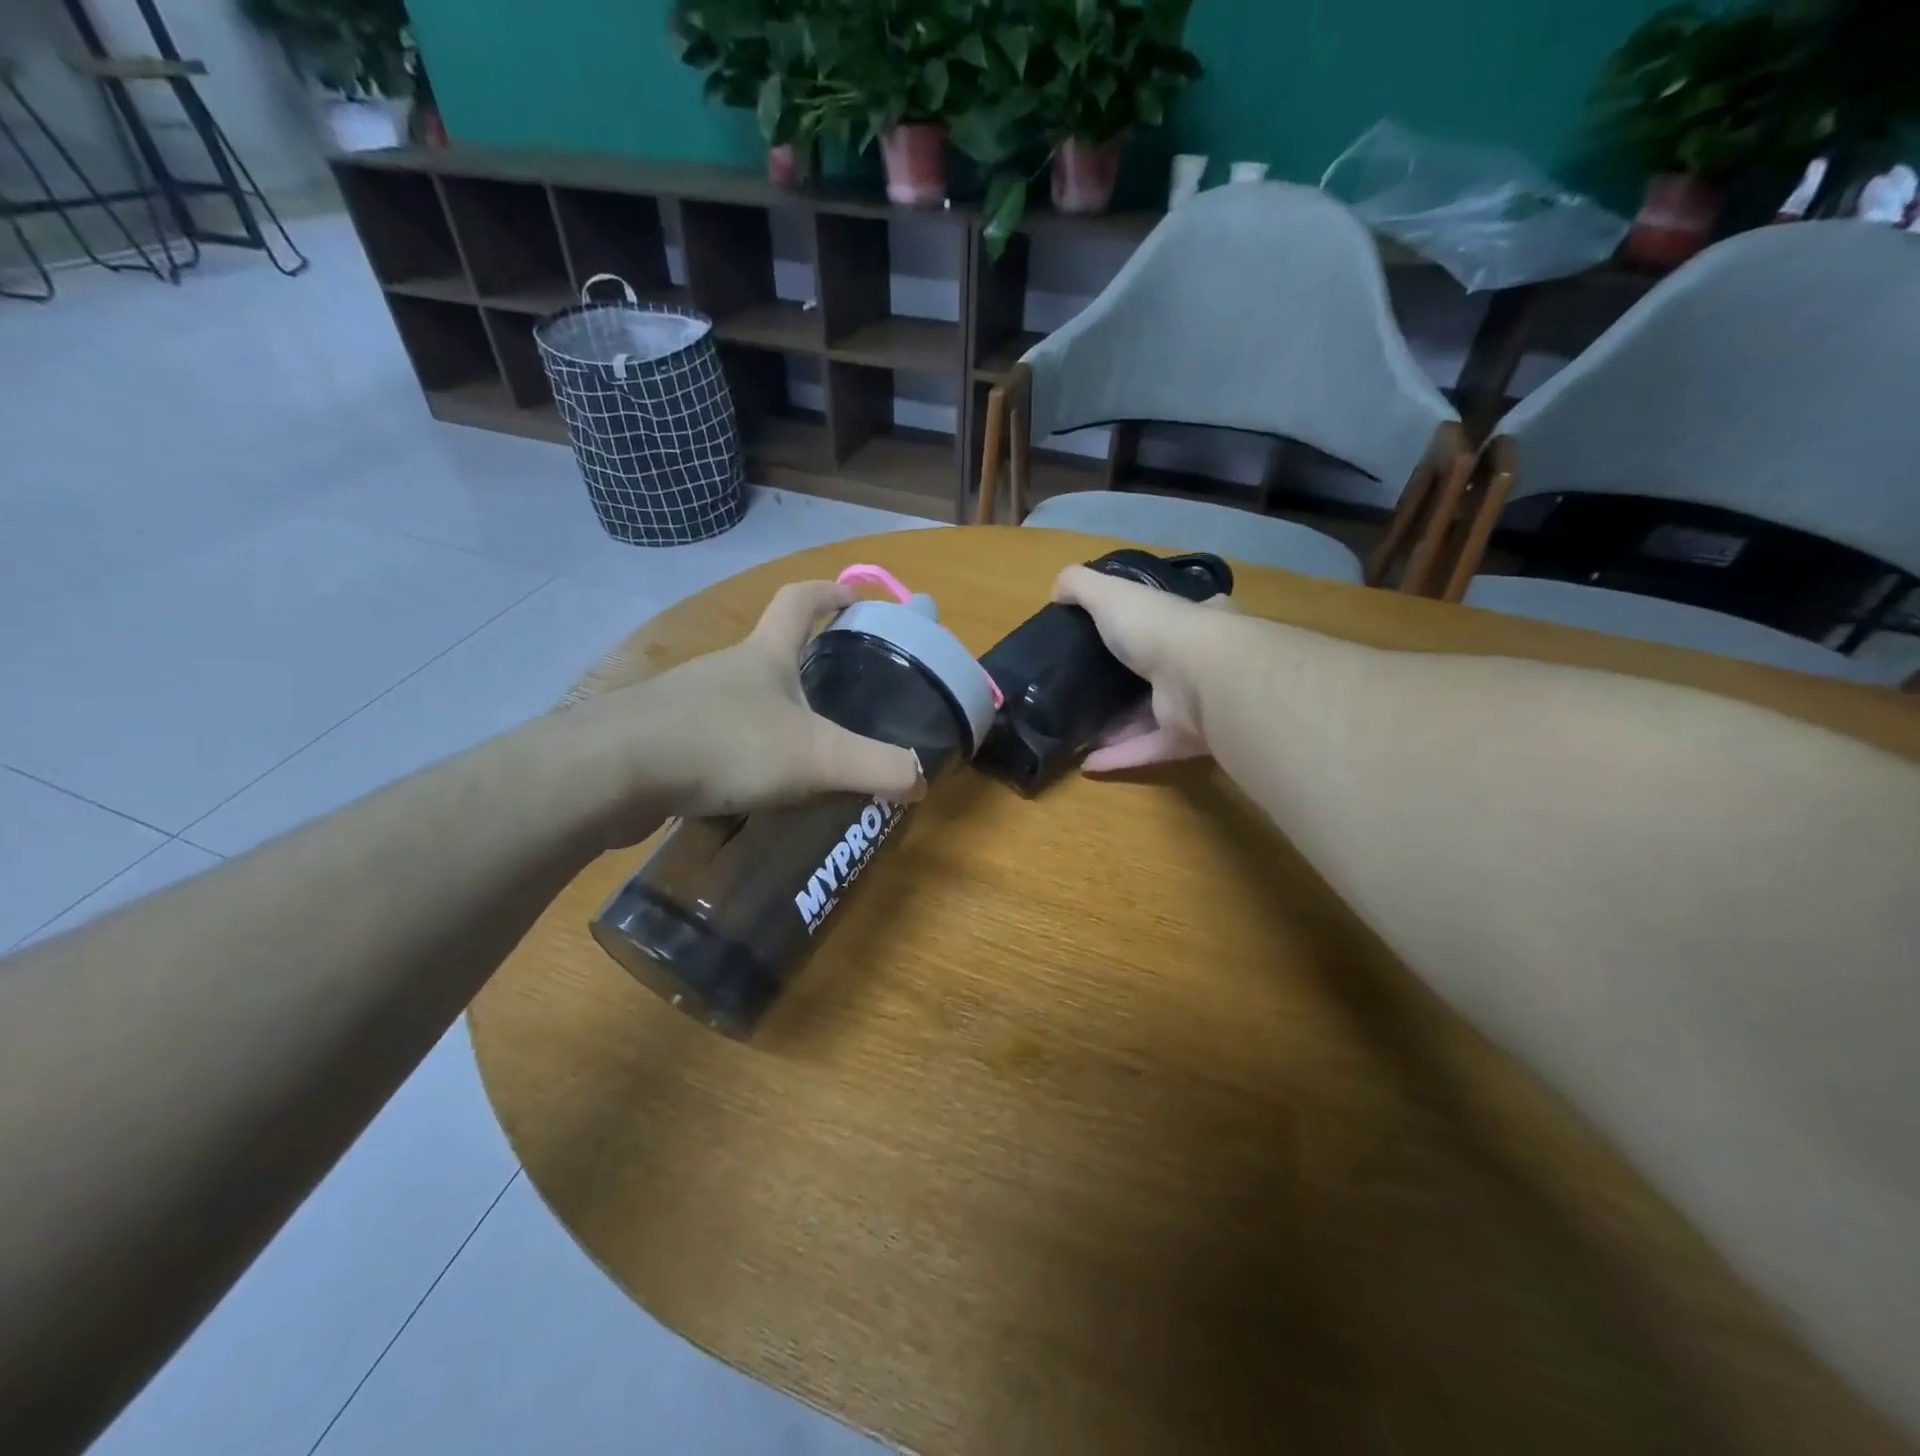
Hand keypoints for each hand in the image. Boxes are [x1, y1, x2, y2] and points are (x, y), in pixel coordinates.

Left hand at [557, 581, 925, 836]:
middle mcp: (725, 668)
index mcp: (765, 655)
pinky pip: (711, 738)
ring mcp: (686, 701)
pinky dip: (737, 754)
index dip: (831, 592)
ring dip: (771, 717)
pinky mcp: (660, 739)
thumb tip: (920, 777)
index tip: (856, 597)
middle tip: (839, 700)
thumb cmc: (725, 744)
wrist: (612, 771)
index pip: (800, 601)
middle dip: (805, 668)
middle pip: (770, 653)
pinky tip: (747, 789)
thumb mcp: (816, 757)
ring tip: (800, 756)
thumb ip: (875, 766)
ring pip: (741, 701)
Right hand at [1052, 565, 1239, 773]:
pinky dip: (1120, 757)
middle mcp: (1202, 662)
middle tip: (1088, 691)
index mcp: (1193, 622)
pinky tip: (1088, 764)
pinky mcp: (1190, 740)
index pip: (1175, 619)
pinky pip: (1149, 748)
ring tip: (1078, 731)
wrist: (1202, 678)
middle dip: (1127, 684)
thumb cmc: (1159, 628)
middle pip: (1162, 673)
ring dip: (1118, 727)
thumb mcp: (1112, 594)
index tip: (1117, 637)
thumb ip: (1082, 587)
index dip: (1148, 626)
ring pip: (1154, 717)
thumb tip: (1056, 588)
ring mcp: (1198, 704)